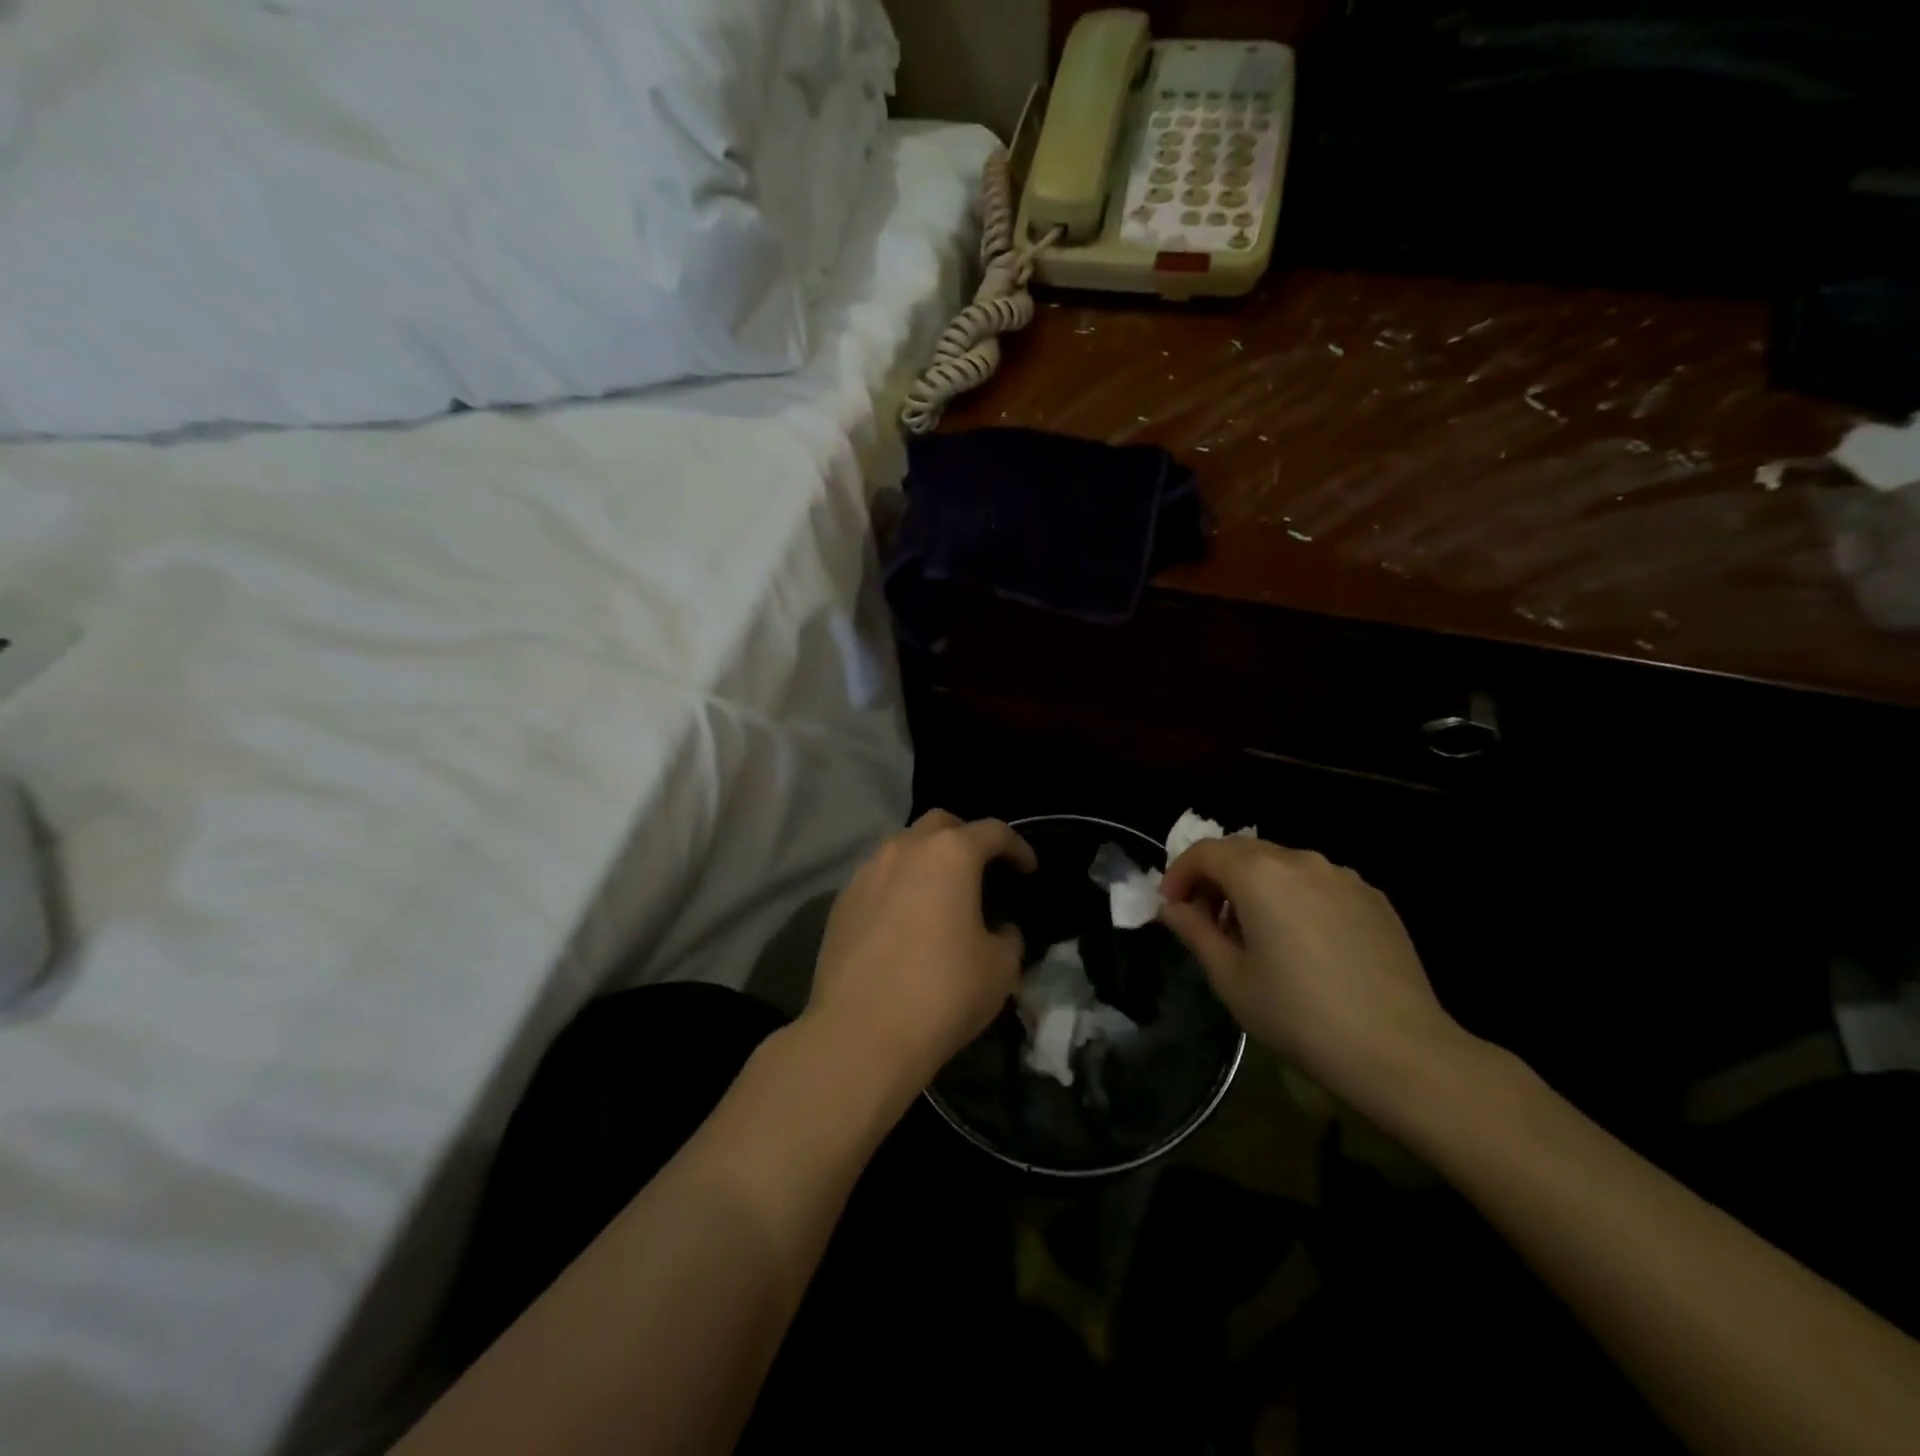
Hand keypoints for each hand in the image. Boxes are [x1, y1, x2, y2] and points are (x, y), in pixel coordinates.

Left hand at [803, 810, 1036, 1094]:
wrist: (861, 1033)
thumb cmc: (943, 992)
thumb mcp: (1000, 968)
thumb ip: (1008, 937)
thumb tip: (999, 930)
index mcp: (951, 854)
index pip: (993, 831)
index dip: (1017, 846)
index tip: (1028, 869)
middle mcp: (905, 849)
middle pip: (941, 825)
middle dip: (966, 839)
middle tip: (981, 871)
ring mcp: (867, 872)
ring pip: (903, 848)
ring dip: (926, 861)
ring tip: (940, 896)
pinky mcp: (840, 901)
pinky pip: (878, 879)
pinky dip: (898, 887)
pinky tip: (904, 921)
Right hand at [1158, 837, 1469, 1105]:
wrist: (1398, 1049)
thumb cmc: (1298, 1014)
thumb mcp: (1230, 978)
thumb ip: (1194, 931)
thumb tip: (1173, 908)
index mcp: (1259, 874)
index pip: (1204, 852)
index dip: (1179, 874)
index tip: (1171, 908)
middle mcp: (1300, 860)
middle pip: (1243, 853)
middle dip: (1215, 879)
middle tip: (1206, 922)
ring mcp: (1343, 876)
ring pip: (1282, 867)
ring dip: (1255, 888)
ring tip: (1254, 935)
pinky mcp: (1373, 898)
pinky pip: (1318, 885)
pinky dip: (1294, 899)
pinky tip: (1302, 944)